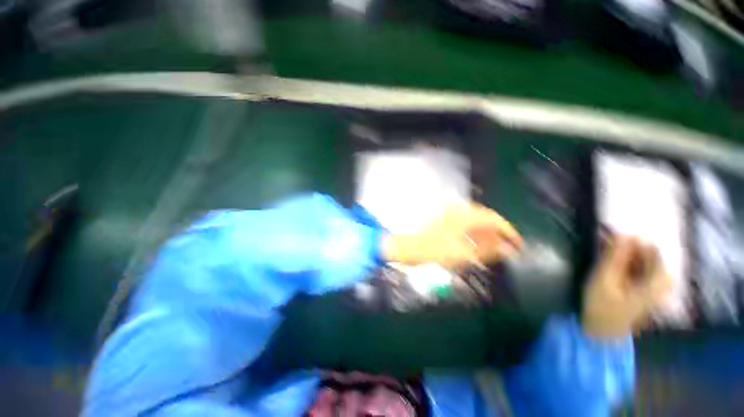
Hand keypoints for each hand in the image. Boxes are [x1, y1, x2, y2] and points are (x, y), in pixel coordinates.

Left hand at [381, 203, 522, 268]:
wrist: (408, 247)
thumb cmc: (433, 250)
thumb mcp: (463, 254)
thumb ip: (488, 250)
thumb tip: (508, 249)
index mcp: (465, 215)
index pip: (494, 219)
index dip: (509, 231)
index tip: (517, 244)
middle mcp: (459, 209)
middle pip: (485, 218)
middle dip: (496, 233)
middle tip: (505, 249)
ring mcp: (450, 212)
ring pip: (475, 220)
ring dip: (485, 233)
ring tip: (491, 248)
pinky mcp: (443, 217)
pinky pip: (464, 222)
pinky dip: (472, 232)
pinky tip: (475, 243)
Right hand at [582, 236, 672, 339]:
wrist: (602, 333)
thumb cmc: (602, 307)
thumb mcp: (603, 280)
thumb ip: (615, 257)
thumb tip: (624, 233)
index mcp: (657, 282)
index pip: (653, 250)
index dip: (633, 240)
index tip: (611, 234)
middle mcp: (662, 283)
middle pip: (651, 255)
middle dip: (629, 246)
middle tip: (606, 240)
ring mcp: (656, 288)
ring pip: (645, 261)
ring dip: (627, 253)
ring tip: (606, 249)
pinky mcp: (647, 290)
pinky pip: (642, 268)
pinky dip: (628, 261)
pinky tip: (613, 261)